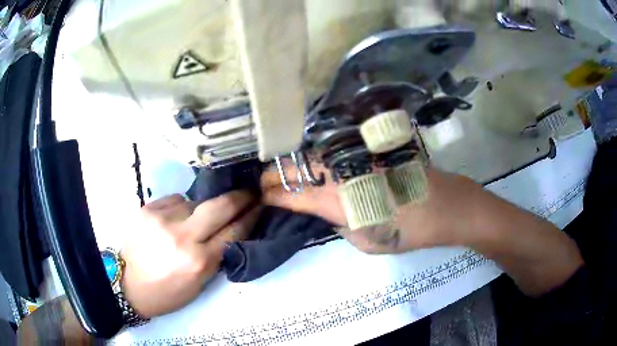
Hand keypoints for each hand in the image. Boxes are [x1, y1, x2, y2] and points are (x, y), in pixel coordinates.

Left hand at [121, 191, 260, 317]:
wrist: (127, 284)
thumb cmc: (167, 292)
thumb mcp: (199, 284)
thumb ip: (216, 256)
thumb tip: (230, 230)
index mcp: (199, 261)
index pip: (234, 232)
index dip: (250, 216)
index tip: (259, 204)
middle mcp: (183, 236)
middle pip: (220, 206)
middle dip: (239, 197)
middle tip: (248, 192)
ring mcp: (163, 219)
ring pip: (195, 202)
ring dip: (201, 209)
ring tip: (193, 221)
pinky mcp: (148, 208)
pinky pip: (175, 199)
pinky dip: (180, 207)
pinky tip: (173, 219)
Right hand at [261, 163, 481, 253]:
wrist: (444, 204)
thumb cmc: (408, 231)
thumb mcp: (367, 241)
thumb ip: (342, 225)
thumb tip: (331, 212)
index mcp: (336, 201)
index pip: (292, 195)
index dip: (272, 195)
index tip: (260, 196)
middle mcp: (339, 173)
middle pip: (295, 169)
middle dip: (274, 176)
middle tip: (262, 182)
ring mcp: (354, 157)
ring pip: (312, 156)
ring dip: (292, 165)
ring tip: (280, 172)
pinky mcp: (368, 149)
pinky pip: (332, 152)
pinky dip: (315, 158)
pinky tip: (312, 163)